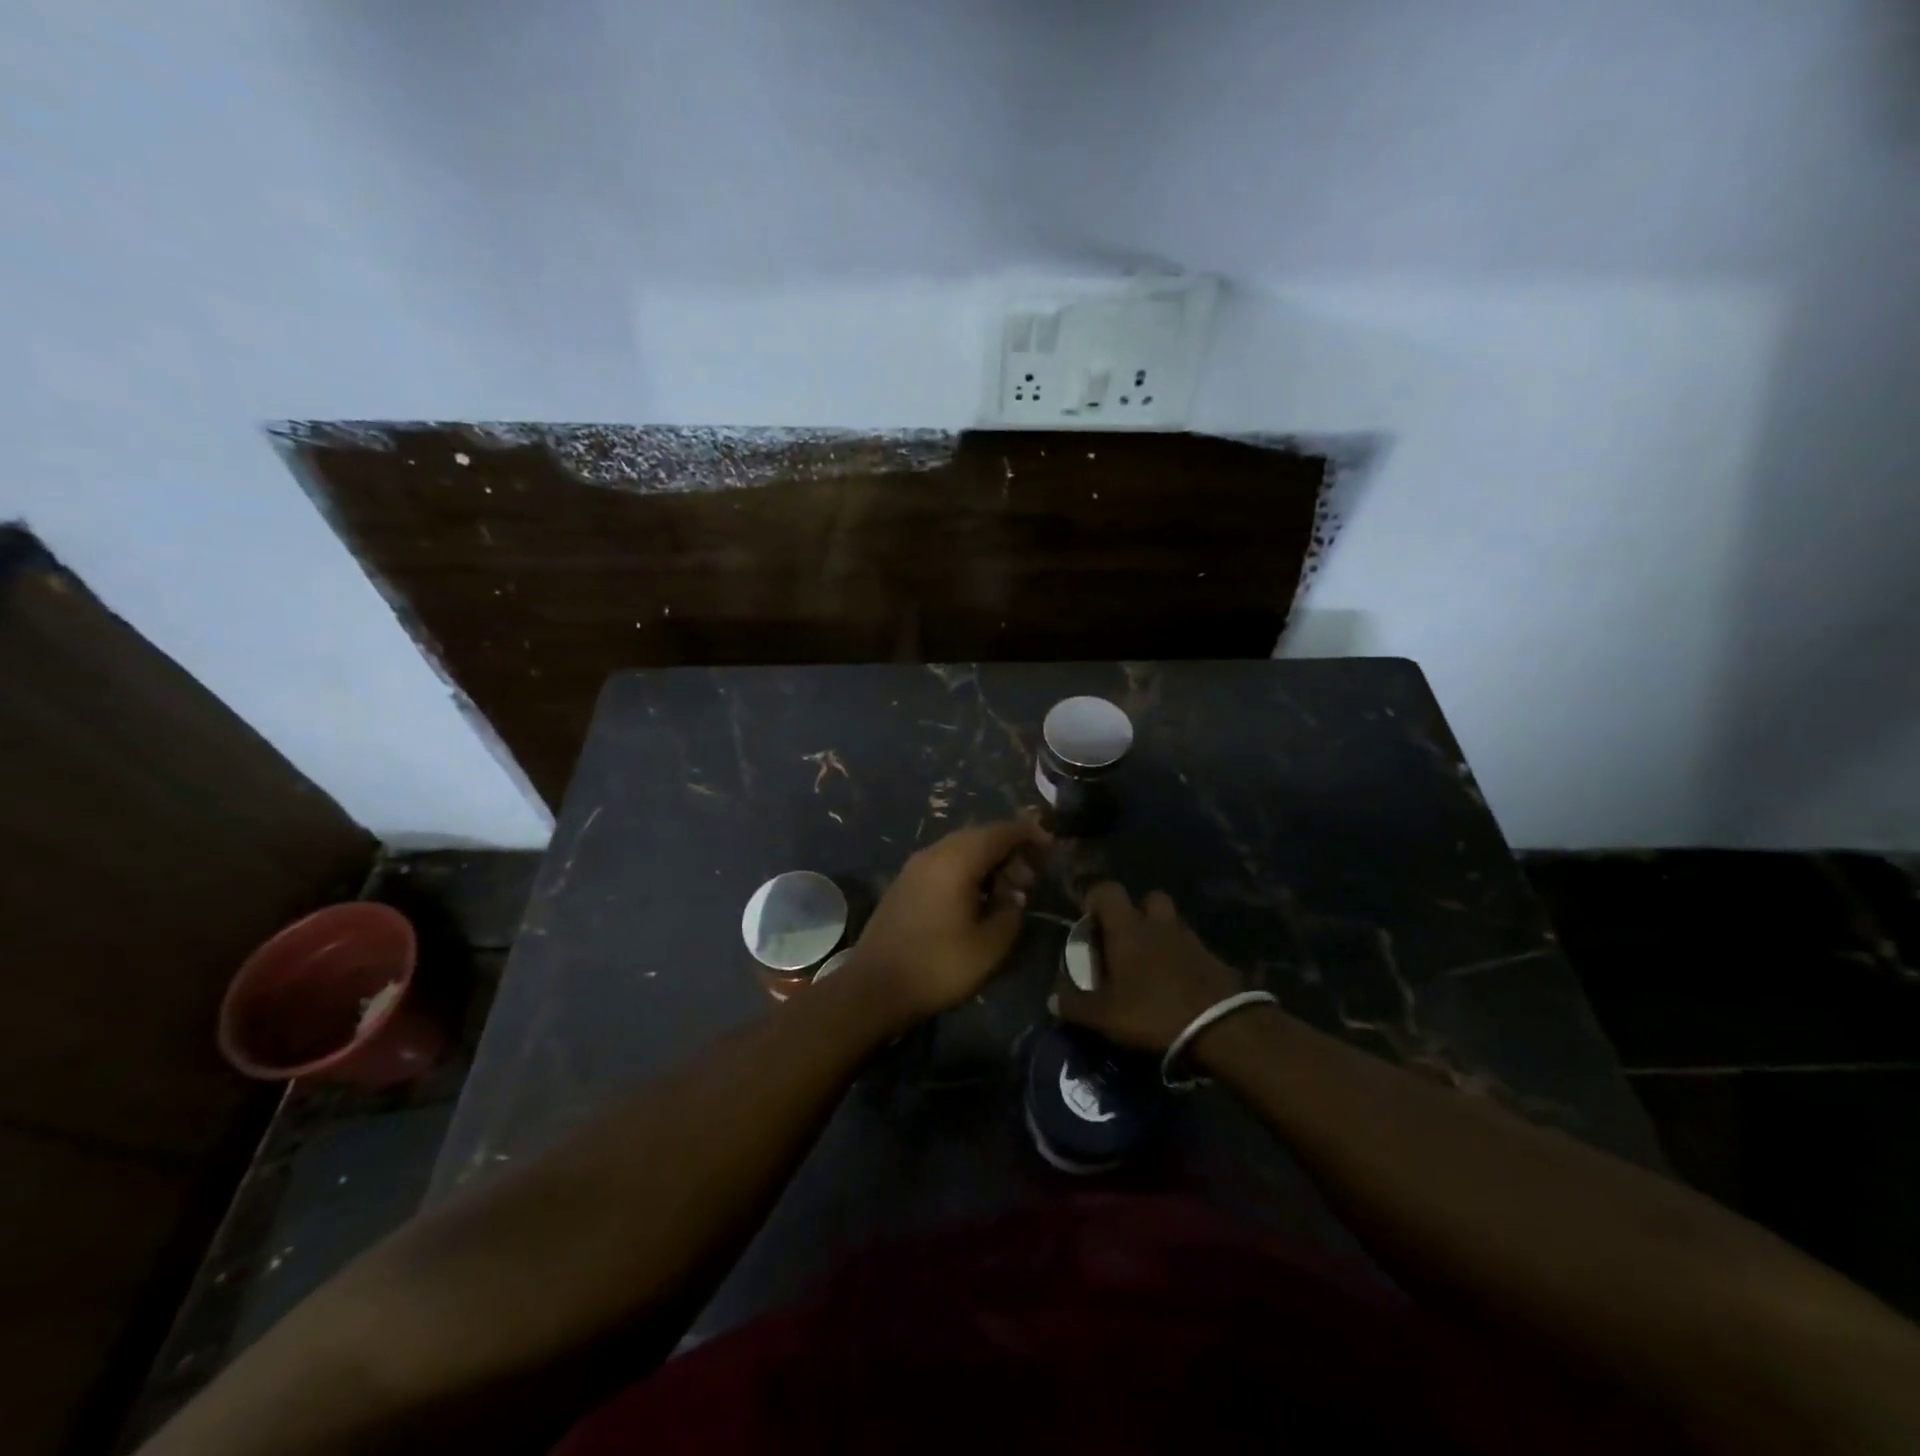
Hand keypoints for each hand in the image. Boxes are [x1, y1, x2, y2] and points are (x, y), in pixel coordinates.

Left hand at [848, 815, 1050, 1028]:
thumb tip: (1013, 895)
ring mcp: (914, 867)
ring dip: (987, 862)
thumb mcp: (989, 946)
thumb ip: (1010, 912)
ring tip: (1006, 893)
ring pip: (960, 849)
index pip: (1000, 831)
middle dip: (1009, 851)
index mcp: (956, 860)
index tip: (1051, 846)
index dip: (1028, 834)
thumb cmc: (937, 966)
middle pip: (979, 836)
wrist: (873, 988)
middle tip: (1030, 879)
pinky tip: (975, 899)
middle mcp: (933, 853)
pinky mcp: (904, 883)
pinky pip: (944, 863)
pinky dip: (967, 871)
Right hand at [1051, 883, 1245, 1051]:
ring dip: (1161, 934)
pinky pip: (1192, 947)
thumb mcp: (1104, 1016)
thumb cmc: (1153, 1012)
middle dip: (1136, 912)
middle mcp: (1159, 923)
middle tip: (1125, 940)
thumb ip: (1074, 1005)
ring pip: (1171, 922)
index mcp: (1128, 928)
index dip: (1095, 899)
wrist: (1222, 1028)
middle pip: (1148, 898)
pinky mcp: (1214, 958)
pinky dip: (1182, 957)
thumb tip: (1051, 998)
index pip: (1107, 890)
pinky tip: (1177, 983)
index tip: (1089, 920)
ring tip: (1151, 965)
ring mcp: (1190, 938)